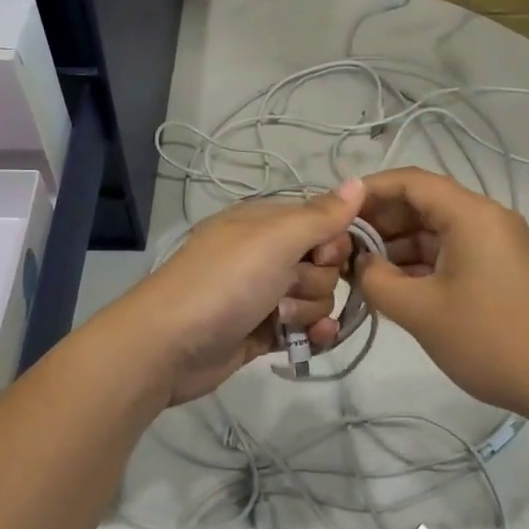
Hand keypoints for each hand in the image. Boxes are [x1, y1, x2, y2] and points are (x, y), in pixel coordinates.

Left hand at [109, 182, 363, 405]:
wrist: (168, 346)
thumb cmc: (223, 283)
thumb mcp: (274, 240)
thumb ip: (321, 216)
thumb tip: (360, 181)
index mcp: (265, 222)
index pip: (323, 222)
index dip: (333, 242)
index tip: (323, 256)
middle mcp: (265, 254)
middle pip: (323, 264)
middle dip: (315, 281)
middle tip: (286, 289)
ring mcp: (263, 294)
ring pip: (316, 298)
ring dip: (307, 311)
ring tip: (278, 320)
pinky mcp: (262, 331)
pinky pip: (305, 328)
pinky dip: (312, 334)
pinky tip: (314, 340)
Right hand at [352, 168, 528, 416]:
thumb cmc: (488, 339)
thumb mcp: (420, 311)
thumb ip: (377, 279)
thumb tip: (361, 264)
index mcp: (470, 215)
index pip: (410, 182)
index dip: (369, 192)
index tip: (334, 213)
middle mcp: (484, 218)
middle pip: (422, 203)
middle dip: (379, 223)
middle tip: (340, 248)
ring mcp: (494, 243)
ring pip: (434, 230)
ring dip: (396, 246)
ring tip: (357, 271)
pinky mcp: (497, 267)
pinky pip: (449, 252)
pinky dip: (418, 263)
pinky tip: (390, 285)